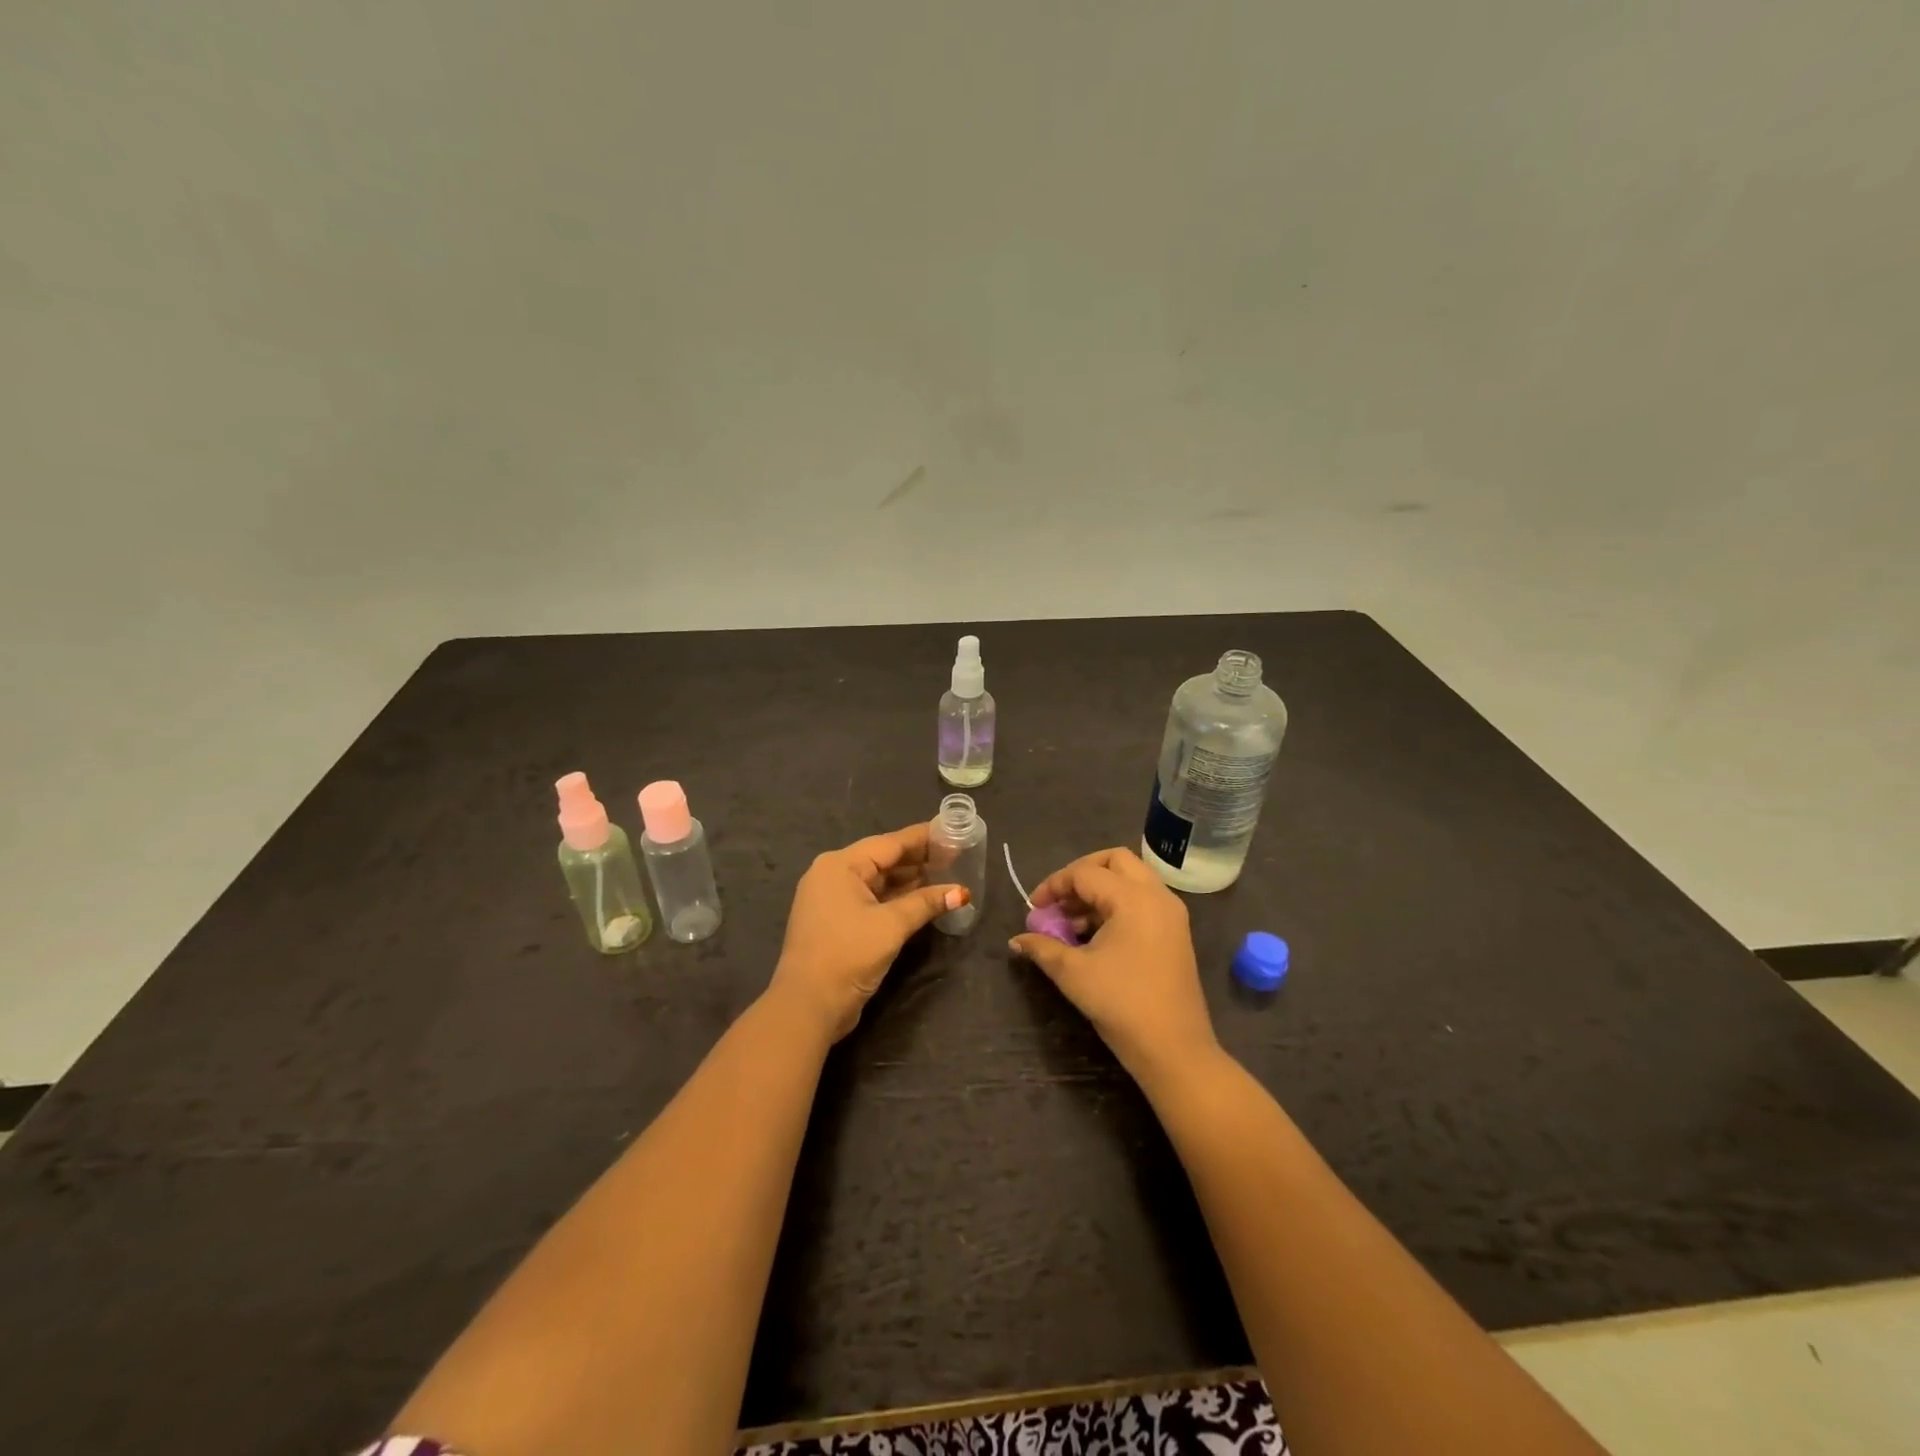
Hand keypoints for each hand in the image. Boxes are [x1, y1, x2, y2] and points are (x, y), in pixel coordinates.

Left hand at [770, 823, 966, 1042]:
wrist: (807, 1006)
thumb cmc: (848, 955)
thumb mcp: (891, 926)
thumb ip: (926, 903)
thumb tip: (962, 892)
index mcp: (840, 865)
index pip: (889, 843)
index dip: (922, 838)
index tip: (951, 831)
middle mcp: (833, 875)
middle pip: (883, 860)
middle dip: (918, 860)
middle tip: (955, 855)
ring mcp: (832, 899)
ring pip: (878, 881)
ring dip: (910, 881)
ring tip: (947, 875)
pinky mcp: (837, 922)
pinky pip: (872, 900)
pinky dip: (896, 899)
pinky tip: (923, 899)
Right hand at [1008, 846, 1218, 1087]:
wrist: (1174, 1049)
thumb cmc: (1121, 1004)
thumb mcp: (1074, 973)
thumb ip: (1042, 948)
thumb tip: (1017, 941)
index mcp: (1133, 898)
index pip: (1085, 873)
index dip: (1053, 886)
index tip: (1034, 909)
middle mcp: (1157, 896)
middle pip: (1115, 861)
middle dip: (1081, 873)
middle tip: (1059, 900)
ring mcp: (1171, 914)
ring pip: (1131, 879)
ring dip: (1099, 890)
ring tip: (1071, 924)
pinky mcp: (1175, 933)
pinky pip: (1142, 901)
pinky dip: (1116, 905)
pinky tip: (1094, 936)